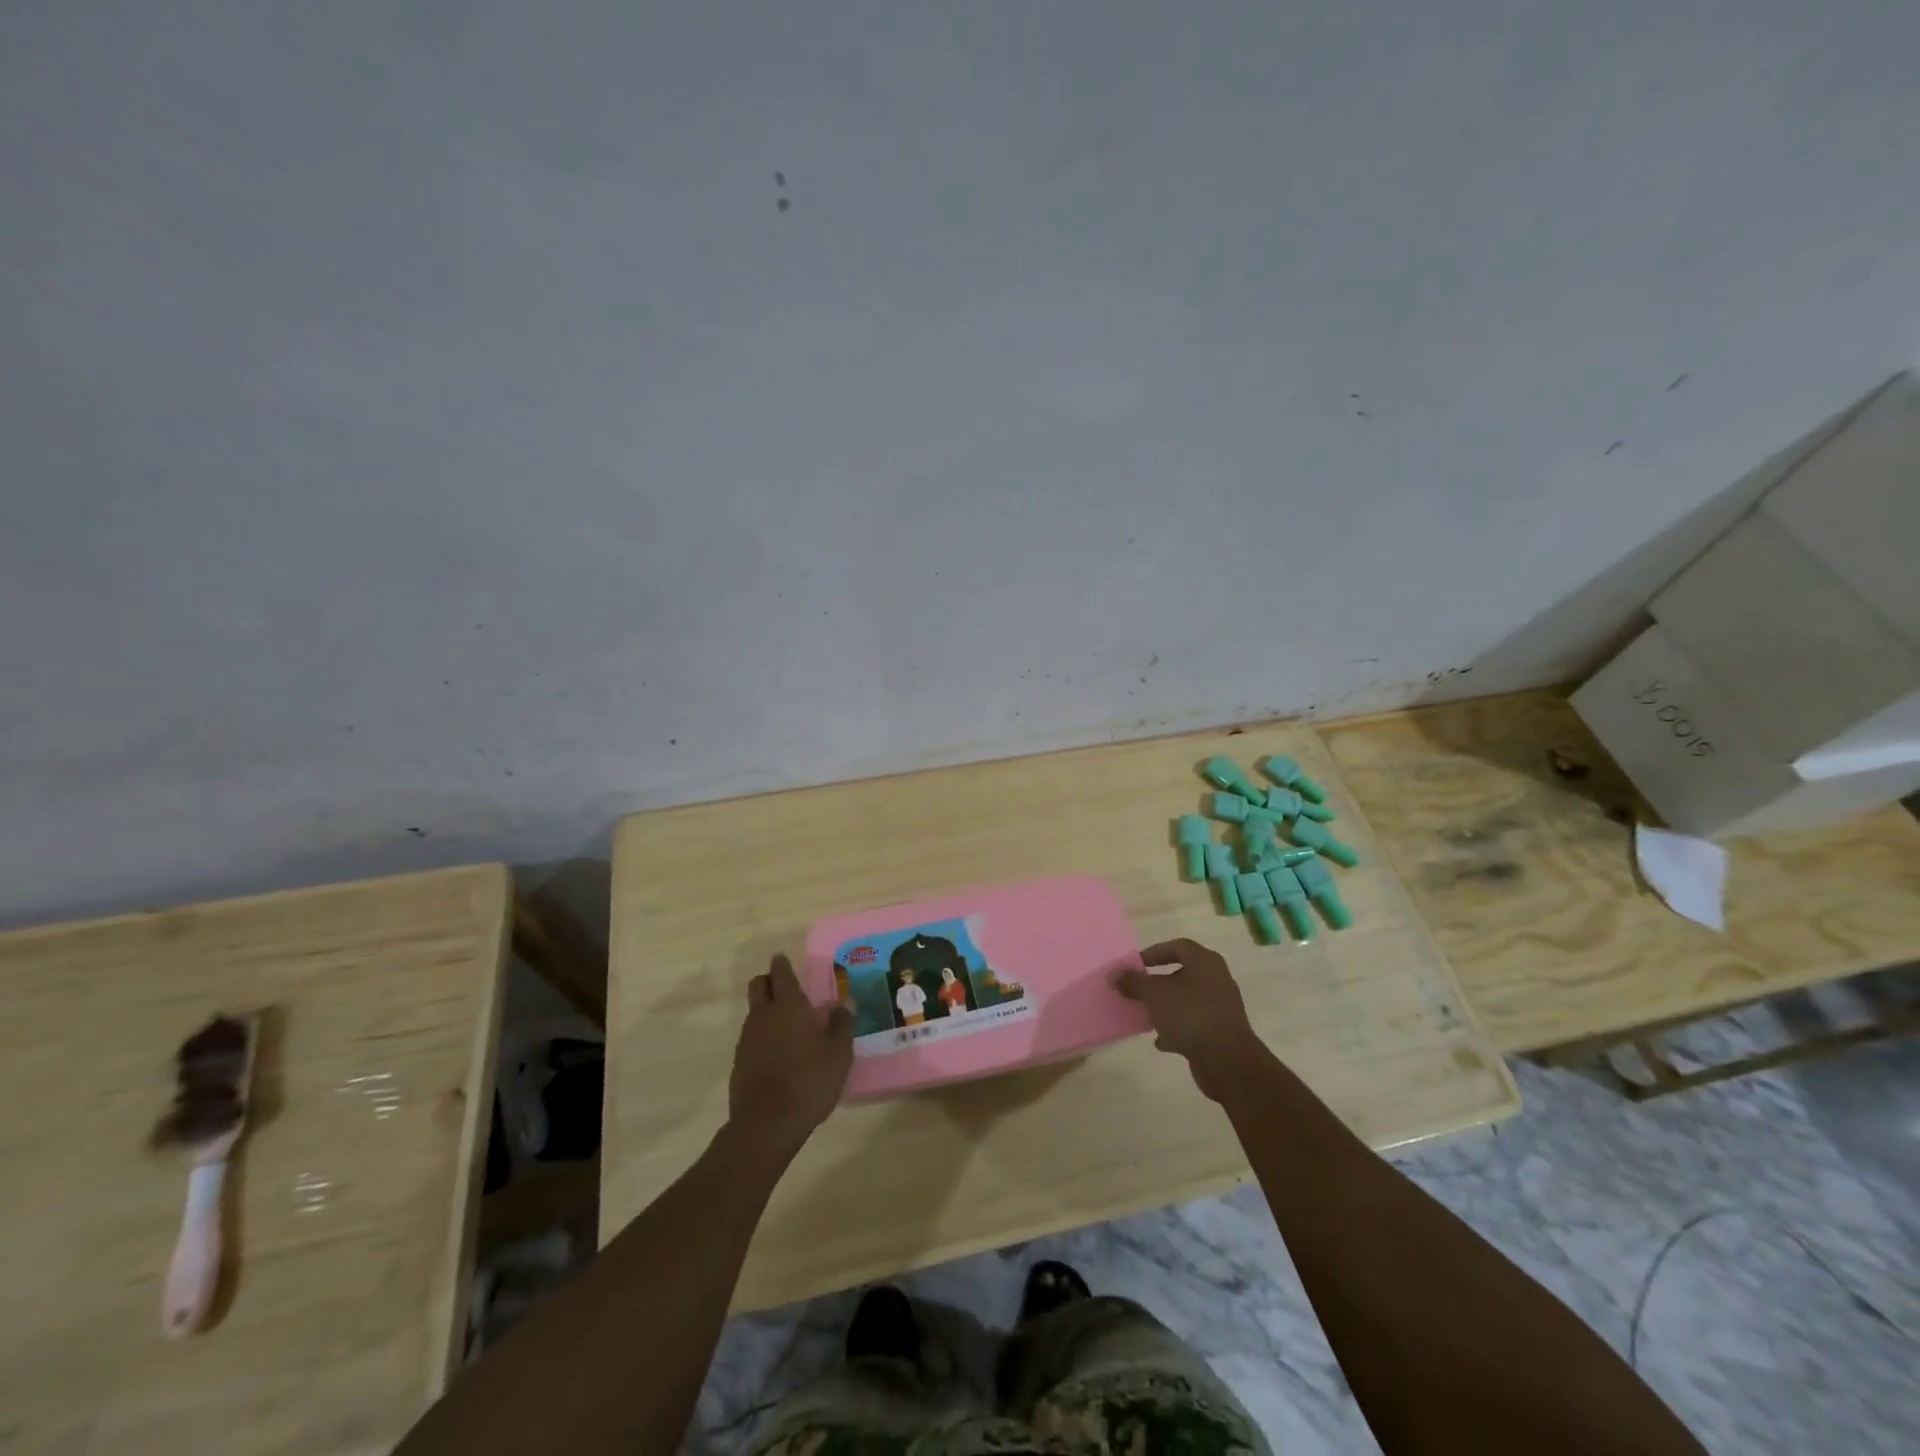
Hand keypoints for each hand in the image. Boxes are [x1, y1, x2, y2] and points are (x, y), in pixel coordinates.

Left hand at [728, 953, 853, 1154]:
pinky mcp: (739, 1062)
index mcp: (789, 1005)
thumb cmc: (809, 1080)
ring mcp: (747, 1039)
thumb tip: (842, 1005)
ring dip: (767, 1011)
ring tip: (790, 1027)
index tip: (784, 959)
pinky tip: (779, 1055)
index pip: (781, 973)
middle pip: (759, 985)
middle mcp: (764, 1015)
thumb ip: (841, 1024)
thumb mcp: (839, 1052)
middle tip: (788, 990)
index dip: (783, 964)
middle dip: (770, 981)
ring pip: (755, 1012)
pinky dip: (763, 1037)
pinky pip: (751, 1038)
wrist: (767, 1124)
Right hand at [1118, 939, 1269, 1102]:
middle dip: (1158, 982)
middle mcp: (1217, 979)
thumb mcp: (1154, 994)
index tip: (1135, 965)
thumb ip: (1133, 982)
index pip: (1177, 946)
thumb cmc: (1190, 1014)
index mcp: (1205, 962)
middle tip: (1138, 989)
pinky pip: (1194, 1024)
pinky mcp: (1221, 1032)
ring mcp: (1221, 1007)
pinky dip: (1177, 1029)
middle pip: (1182, 974)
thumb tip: (1114, 974)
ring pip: (1187, 1000)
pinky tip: (1160, 1041)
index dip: (1154, 952)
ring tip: (1145, 1015)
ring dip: (1166, 1007)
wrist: (1228, 1060)